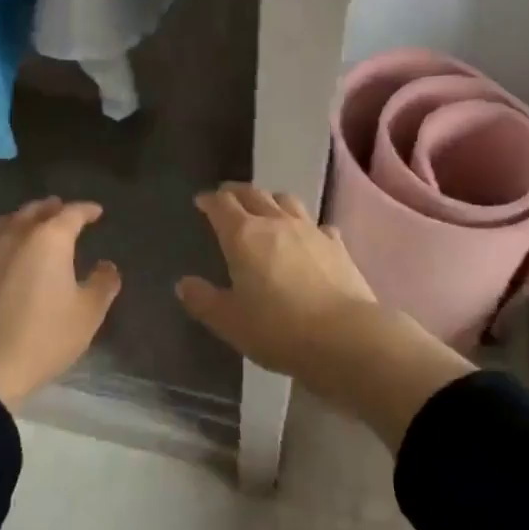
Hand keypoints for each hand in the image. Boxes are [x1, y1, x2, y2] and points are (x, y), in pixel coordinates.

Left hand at [0, 199, 121, 410]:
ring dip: (27, 218)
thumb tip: (107, 266)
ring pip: (10, 220)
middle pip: (37, 210)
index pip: (72, 213)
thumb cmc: (43, 337)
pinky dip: (7, 235)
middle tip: (66, 212)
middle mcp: (17, 234)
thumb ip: (103, 283)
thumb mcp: (87, 314)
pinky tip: (11, 252)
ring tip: (36, 225)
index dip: (87, 210)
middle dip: (54, 208)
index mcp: (50, 238)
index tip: (97, 212)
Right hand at [176, 184, 474, 448]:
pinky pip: (317, 225)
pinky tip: (308, 236)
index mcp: (243, 235)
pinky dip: (306, 226)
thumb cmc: (278, 330)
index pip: (222, 205)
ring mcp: (310, 230)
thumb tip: (184, 284)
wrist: (344, 337)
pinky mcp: (337, 245)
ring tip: (265, 207)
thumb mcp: (230, 322)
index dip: (209, 200)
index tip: (201, 201)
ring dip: (271, 199)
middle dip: (236, 193)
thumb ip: (204, 300)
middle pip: (253, 194)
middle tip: (226, 196)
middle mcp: (276, 222)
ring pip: (286, 200)